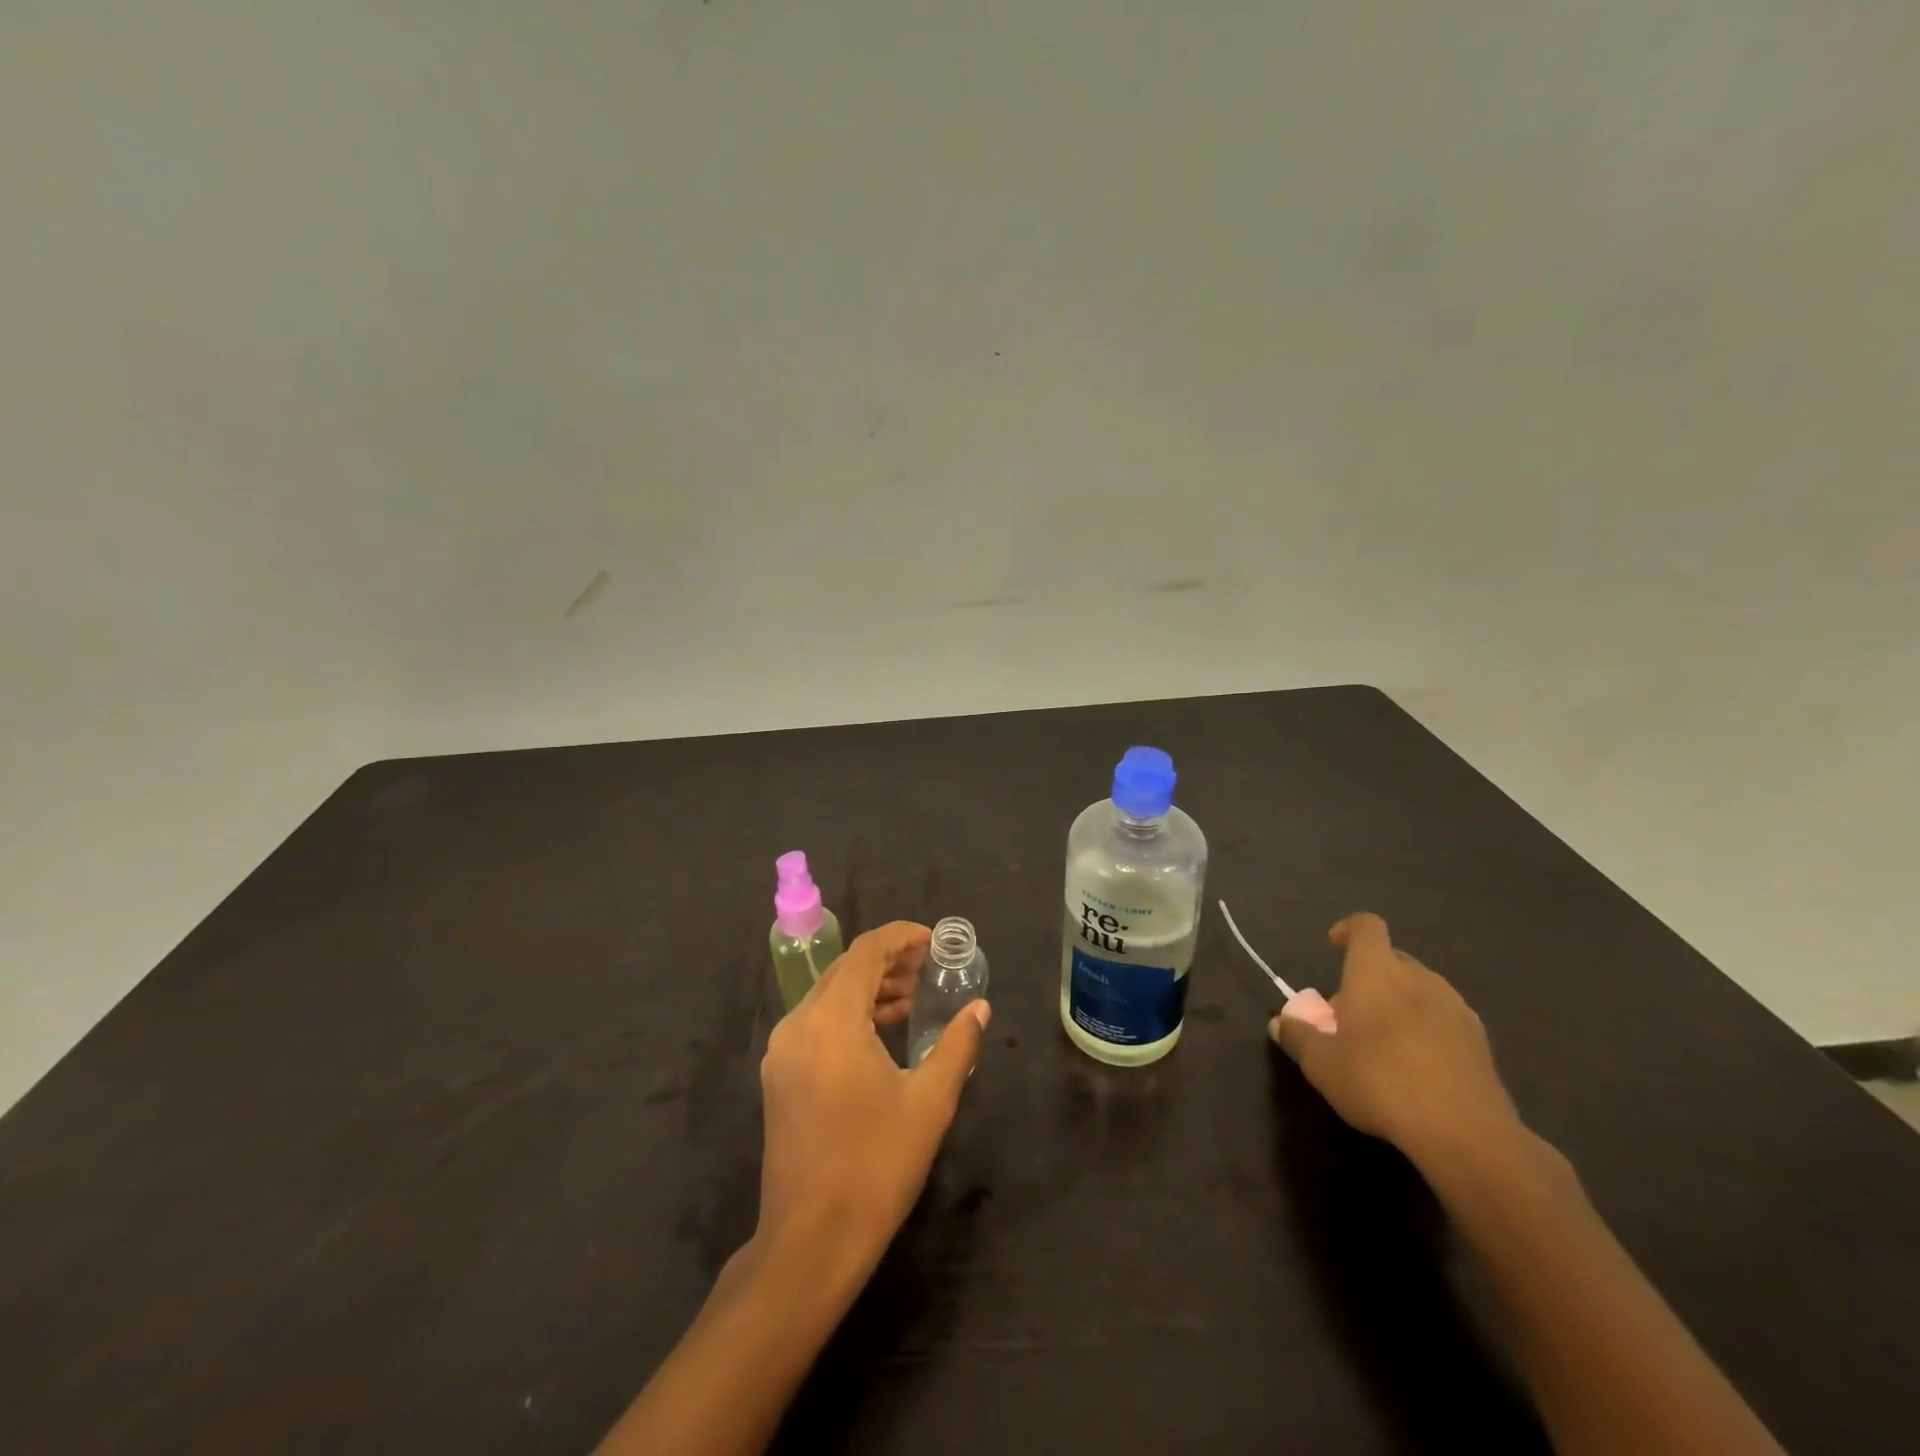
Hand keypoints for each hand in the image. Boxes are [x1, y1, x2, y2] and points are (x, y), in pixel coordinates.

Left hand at [756, 921, 989, 1279]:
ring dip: (870, 988)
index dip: (901, 938)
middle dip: (888, 962)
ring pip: (829, 996)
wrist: (809, 1242)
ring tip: (913, 997)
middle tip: (930, 968)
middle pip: (845, 970)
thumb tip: (979, 1008)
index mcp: (831, 1020)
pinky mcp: (779, 1076)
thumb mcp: (929, 1102)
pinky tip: (882, 1032)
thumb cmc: (875, 1166)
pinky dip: (851, 1014)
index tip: (934, 941)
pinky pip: (818, 1023)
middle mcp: (798, 1024)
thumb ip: (957, 1045)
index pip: (865, 952)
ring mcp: (782, 1052)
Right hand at [1271, 913, 1520, 1160]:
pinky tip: (1416, 1067)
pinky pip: (1443, 1020)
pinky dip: (1425, 1030)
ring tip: (1382, 1041)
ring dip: (1399, 1003)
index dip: (1348, 929)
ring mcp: (1456, 1010)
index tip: (1333, 944)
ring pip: (1421, 990)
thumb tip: (1280, 1022)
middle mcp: (1420, 980)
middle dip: (1369, 976)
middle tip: (1348, 1011)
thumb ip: (1297, 1037)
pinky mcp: (1481, 1044)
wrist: (1465, 1134)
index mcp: (1378, 973)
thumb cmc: (1380, 1081)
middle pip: (1393, 959)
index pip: (1367, 927)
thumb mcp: (1321, 1064)